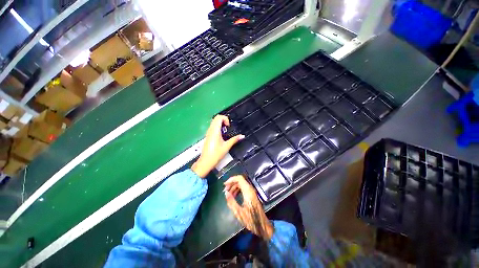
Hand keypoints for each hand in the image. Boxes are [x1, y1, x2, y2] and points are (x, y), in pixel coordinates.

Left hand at [192, 115, 243, 177]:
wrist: (206, 161)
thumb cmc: (216, 154)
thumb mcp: (227, 146)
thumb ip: (235, 139)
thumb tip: (242, 136)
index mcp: (215, 130)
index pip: (219, 117)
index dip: (225, 119)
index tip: (229, 126)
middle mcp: (210, 130)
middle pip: (216, 118)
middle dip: (223, 120)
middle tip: (228, 128)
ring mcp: (208, 132)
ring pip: (214, 122)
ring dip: (220, 124)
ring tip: (225, 132)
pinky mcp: (207, 136)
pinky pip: (212, 127)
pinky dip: (217, 127)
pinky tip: (221, 136)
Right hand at [224, 175, 273, 239]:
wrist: (262, 225)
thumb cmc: (251, 220)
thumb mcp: (239, 213)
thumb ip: (231, 202)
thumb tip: (226, 193)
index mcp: (248, 191)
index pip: (240, 178)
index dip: (231, 179)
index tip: (225, 185)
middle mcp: (250, 189)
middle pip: (240, 180)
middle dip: (231, 184)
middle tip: (225, 191)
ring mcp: (252, 192)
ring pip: (241, 184)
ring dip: (234, 187)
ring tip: (228, 194)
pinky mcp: (252, 195)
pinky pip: (243, 188)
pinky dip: (237, 190)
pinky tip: (234, 196)